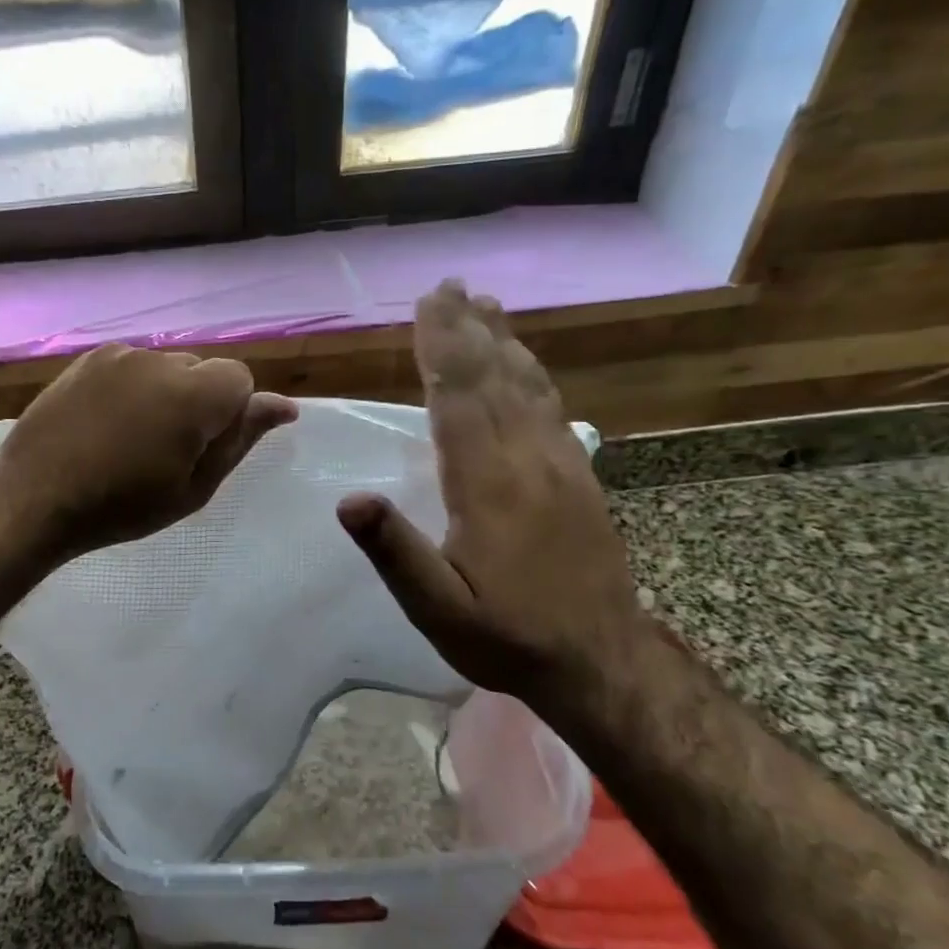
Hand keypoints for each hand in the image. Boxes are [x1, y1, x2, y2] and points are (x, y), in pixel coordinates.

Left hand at [0, 343, 296, 561]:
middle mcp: (159, 360)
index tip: (202, 449)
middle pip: (202, 370)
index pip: (240, 378)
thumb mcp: (194, 487)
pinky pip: (131, 366)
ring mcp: (119, 355)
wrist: (34, 497)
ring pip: (166, 367)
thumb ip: (240, 440)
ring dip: (165, 394)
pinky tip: (107, 422)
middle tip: (167, 450)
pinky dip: (133, 388)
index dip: (229, 414)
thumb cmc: (122, 505)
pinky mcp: (89, 359)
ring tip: (131, 438)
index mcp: (193, 394)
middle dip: (199, 402)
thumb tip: (284, 406)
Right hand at [336, 281, 643, 697]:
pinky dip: (532, 373)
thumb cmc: (506, 636)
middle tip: (450, 285)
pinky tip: (524, 363)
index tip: (428, 304)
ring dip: (503, 341)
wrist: (600, 662)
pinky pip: (551, 408)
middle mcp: (527, 460)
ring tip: (486, 304)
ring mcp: (561, 465)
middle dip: (467, 329)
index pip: (458, 399)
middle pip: (493, 379)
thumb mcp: (438, 610)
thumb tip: (348, 500)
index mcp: (488, 485)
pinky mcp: (579, 477)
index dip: (441, 348)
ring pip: (527, 386)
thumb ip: (395, 553)